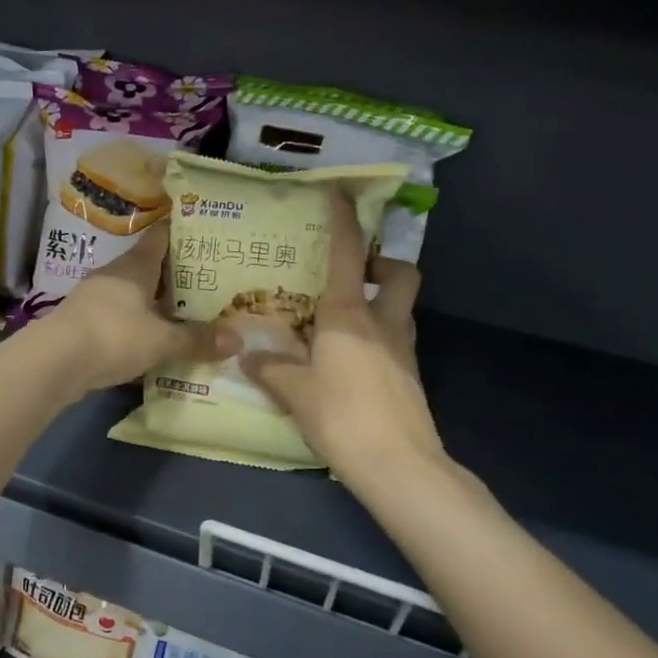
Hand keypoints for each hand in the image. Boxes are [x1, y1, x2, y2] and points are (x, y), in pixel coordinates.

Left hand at [34, 225, 222, 394]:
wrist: (54, 361)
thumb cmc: (113, 336)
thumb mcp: (162, 341)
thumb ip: (197, 339)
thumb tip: (237, 339)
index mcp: (135, 266)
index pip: (160, 237)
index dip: (181, 232)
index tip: (204, 232)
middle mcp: (114, 274)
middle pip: (148, 266)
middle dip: (174, 273)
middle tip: (207, 279)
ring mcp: (94, 297)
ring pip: (133, 292)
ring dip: (154, 300)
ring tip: (184, 310)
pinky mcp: (83, 322)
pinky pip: (119, 315)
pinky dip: (137, 322)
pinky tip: (152, 336)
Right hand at [241, 191, 445, 481]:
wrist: (398, 465)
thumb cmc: (341, 416)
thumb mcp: (294, 392)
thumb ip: (270, 370)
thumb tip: (248, 357)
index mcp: (349, 315)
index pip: (348, 254)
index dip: (343, 219)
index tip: (338, 192)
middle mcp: (382, 322)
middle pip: (399, 273)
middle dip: (382, 263)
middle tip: (352, 273)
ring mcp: (403, 349)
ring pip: (401, 307)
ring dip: (380, 300)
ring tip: (342, 318)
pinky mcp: (410, 375)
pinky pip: (396, 339)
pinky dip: (378, 336)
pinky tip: (351, 358)